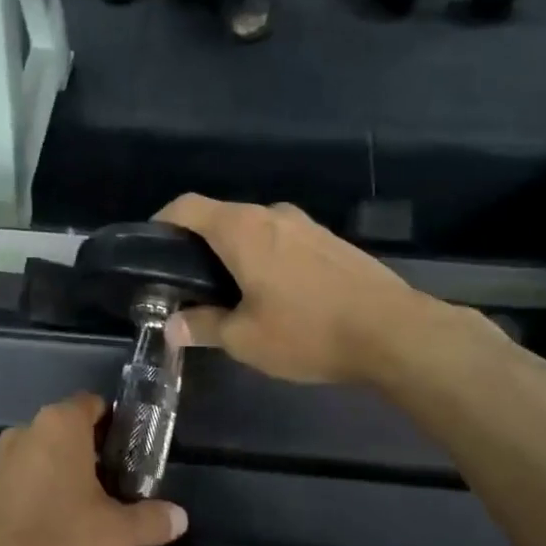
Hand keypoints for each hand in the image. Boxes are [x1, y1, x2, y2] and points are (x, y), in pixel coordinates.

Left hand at [0, 392, 186, 545]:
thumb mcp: (118, 535)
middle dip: (90, 457)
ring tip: (83, 516)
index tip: (130, 453)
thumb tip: (179, 517)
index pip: (92, 404)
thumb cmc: (59, 542)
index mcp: (59, 425)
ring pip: (40, 459)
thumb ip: (152, 520)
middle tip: (114, 490)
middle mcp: (24, 431)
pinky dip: (34, 498)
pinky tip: (48, 533)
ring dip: (60, 478)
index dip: (115, 424)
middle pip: (66, 433)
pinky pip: (17, 483)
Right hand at [155, 194, 422, 383]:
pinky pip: (283, 239)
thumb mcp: (245, 338)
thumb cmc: (308, 331)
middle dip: (198, 242)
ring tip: (230, 290)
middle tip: (187, 281)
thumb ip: (204, 326)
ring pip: (255, 228)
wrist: (394, 332)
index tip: (152, 248)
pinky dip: (266, 256)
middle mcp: (272, 215)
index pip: (187, 206)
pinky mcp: (331, 241)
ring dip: (235, 251)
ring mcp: (306, 225)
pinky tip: (274, 293)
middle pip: (221, 216)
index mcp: (242, 230)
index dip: (162, 221)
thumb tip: (173, 326)